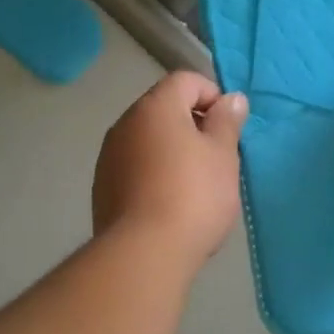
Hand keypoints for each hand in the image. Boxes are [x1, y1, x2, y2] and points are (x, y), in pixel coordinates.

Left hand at [93, 71, 248, 266]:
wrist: (143, 253)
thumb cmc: (193, 196)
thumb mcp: (222, 155)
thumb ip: (227, 122)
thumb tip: (232, 99)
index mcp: (155, 107)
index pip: (185, 80)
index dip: (212, 95)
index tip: (228, 127)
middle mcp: (125, 123)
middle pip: (164, 109)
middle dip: (192, 125)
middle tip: (216, 158)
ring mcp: (108, 156)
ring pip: (147, 139)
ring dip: (171, 150)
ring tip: (194, 185)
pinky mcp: (102, 187)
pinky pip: (134, 166)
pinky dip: (153, 173)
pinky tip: (169, 204)